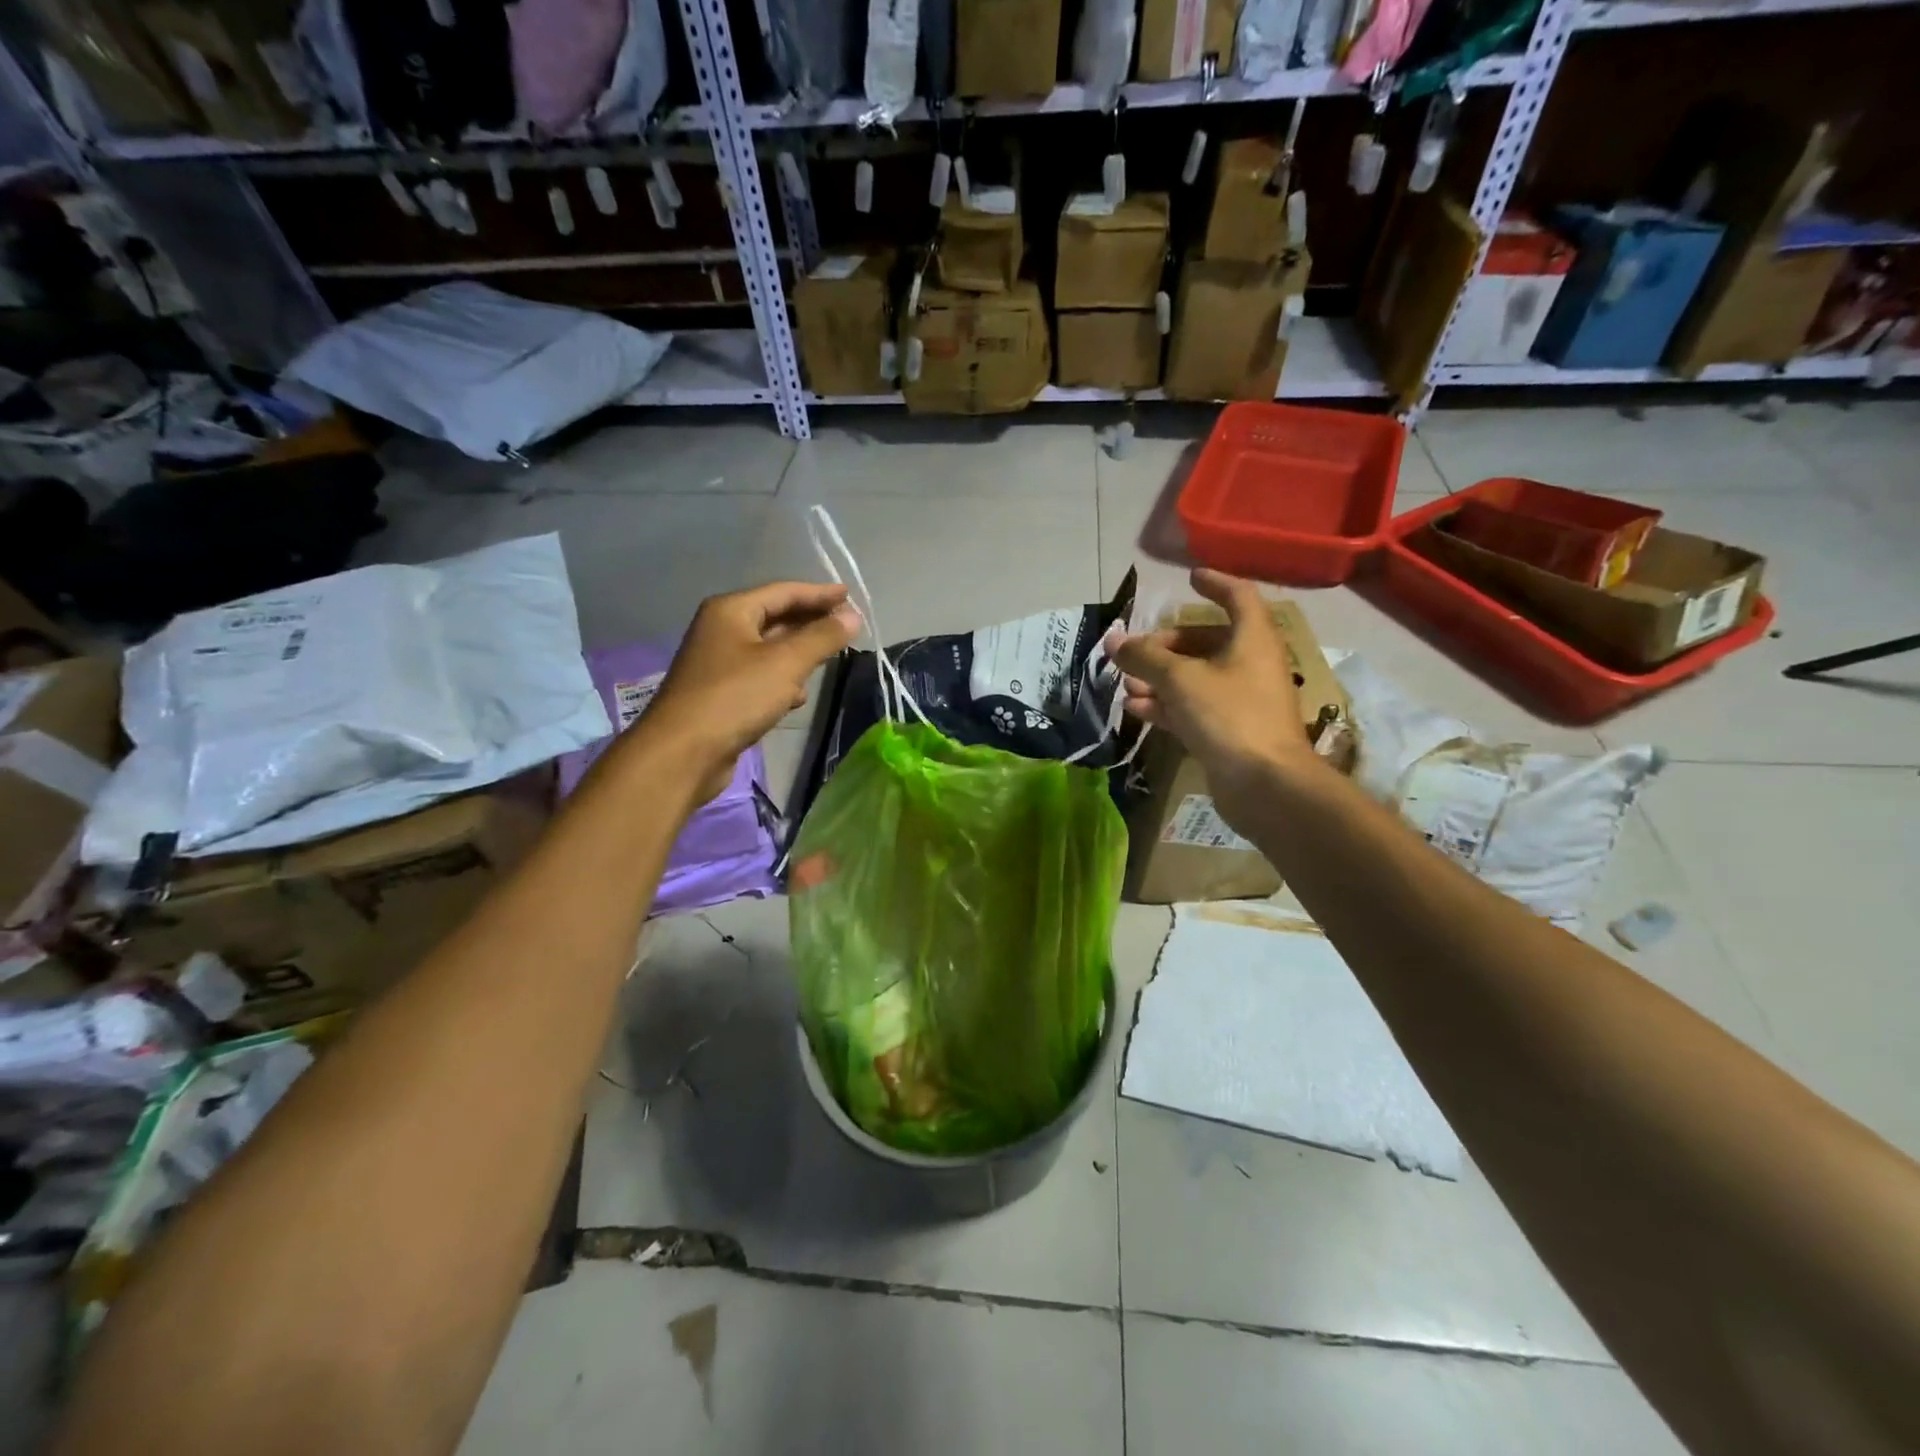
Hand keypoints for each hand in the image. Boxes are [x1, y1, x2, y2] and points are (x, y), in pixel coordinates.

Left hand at [629, 581, 861, 800]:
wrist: (683, 753)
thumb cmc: (735, 697)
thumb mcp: (786, 664)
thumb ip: (822, 637)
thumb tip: (853, 616)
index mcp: (731, 611)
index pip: (783, 592)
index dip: (819, 594)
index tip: (850, 596)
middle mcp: (722, 630)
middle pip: (775, 618)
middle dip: (810, 623)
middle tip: (847, 628)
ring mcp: (719, 664)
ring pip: (769, 650)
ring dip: (798, 654)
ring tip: (828, 661)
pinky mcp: (721, 694)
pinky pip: (760, 677)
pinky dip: (781, 682)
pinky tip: (798, 698)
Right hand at [1111, 569, 1317, 803]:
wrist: (1264, 784)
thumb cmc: (1228, 715)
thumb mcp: (1180, 679)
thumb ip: (1144, 656)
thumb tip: (1113, 640)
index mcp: (1253, 639)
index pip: (1238, 596)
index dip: (1215, 584)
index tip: (1189, 578)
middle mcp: (1251, 664)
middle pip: (1207, 641)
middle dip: (1168, 644)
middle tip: (1136, 652)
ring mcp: (1242, 700)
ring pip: (1196, 677)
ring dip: (1160, 677)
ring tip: (1126, 683)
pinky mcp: (1229, 731)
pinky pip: (1193, 707)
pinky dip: (1167, 704)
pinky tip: (1136, 708)